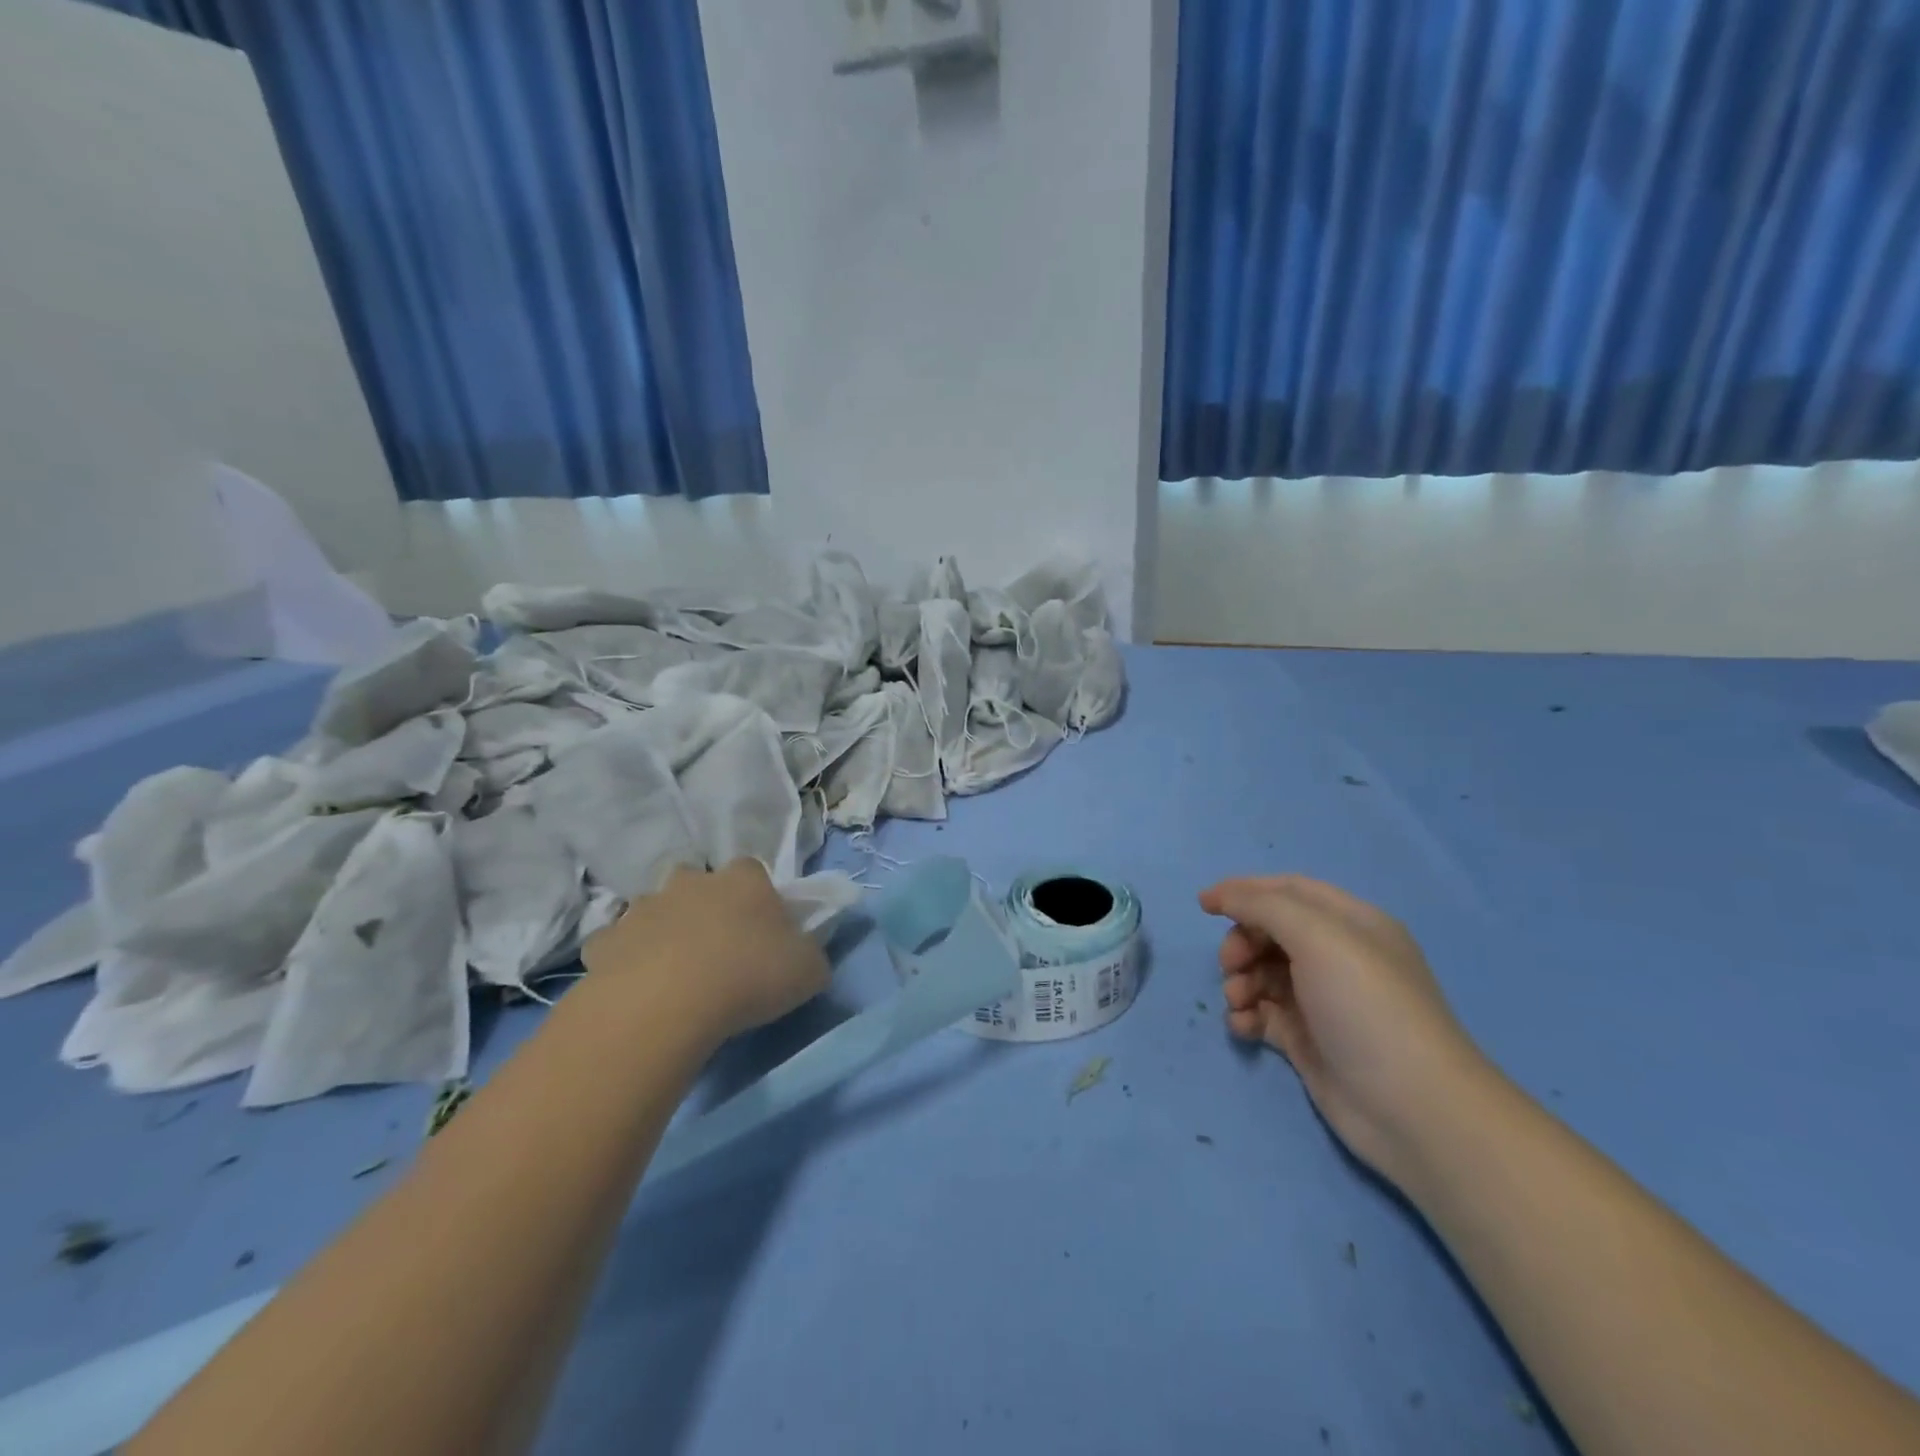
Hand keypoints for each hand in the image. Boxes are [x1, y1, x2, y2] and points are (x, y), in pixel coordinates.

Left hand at [584, 860, 829, 1041]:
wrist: (666, 1003)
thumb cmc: (750, 976)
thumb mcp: (809, 970)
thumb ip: (810, 954)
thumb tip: (804, 955)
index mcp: (743, 880)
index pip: (753, 872)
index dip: (758, 899)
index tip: (761, 930)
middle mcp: (692, 882)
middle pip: (698, 883)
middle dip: (703, 907)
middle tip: (715, 949)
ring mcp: (643, 908)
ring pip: (654, 911)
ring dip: (663, 932)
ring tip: (673, 974)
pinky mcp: (605, 941)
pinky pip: (617, 945)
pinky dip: (625, 961)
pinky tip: (635, 989)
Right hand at [1199, 874, 1489, 1187]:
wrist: (1412, 1109)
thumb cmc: (1366, 1006)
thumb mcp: (1317, 937)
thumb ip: (1263, 906)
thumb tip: (1218, 894)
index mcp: (1351, 924)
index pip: (1289, 891)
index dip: (1245, 891)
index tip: (1204, 905)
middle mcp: (1338, 957)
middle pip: (1271, 932)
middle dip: (1242, 942)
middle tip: (1230, 965)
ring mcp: (1323, 1001)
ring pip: (1263, 973)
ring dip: (1240, 980)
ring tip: (1238, 1001)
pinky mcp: (1309, 1041)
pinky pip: (1264, 1013)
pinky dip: (1246, 1014)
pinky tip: (1243, 1026)